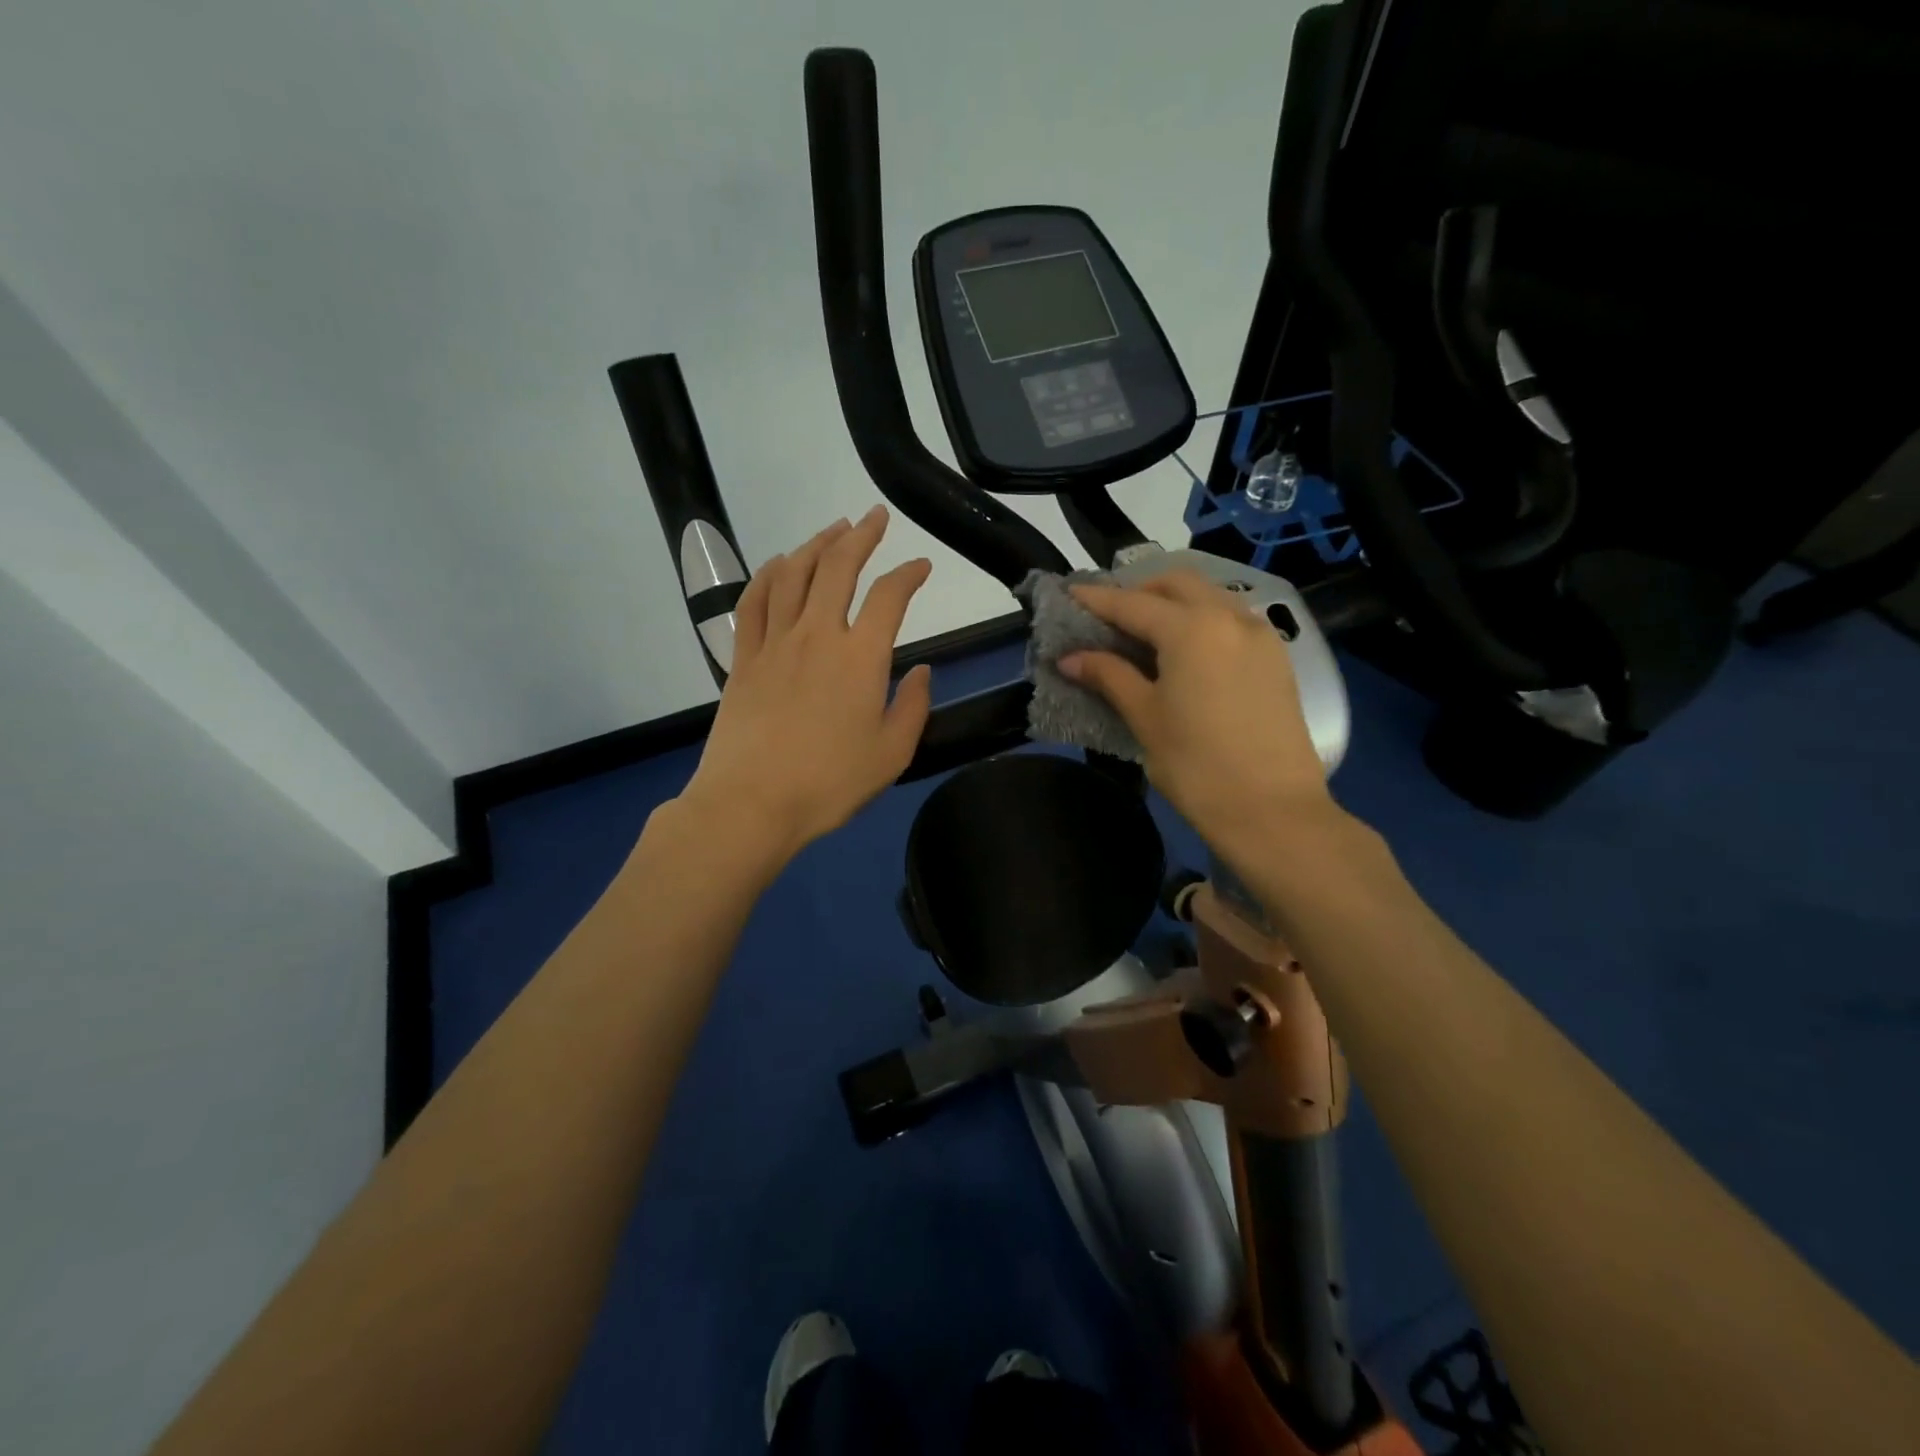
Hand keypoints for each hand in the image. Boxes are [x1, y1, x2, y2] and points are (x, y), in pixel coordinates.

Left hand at [678, 507, 933, 863]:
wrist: (752, 803)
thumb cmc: (829, 783)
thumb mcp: (892, 754)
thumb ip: (914, 707)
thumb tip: (923, 672)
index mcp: (861, 657)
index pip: (890, 597)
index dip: (910, 574)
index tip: (922, 566)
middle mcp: (818, 635)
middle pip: (838, 567)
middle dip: (861, 535)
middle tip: (875, 517)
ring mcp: (775, 643)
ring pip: (793, 574)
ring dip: (816, 544)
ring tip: (833, 529)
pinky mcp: (743, 658)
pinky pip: (753, 601)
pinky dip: (767, 574)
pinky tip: (778, 563)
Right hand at [1061, 572, 1341, 848]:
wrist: (1273, 811)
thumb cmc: (1197, 766)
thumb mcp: (1145, 717)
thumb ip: (1109, 676)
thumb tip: (1070, 658)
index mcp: (1192, 628)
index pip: (1132, 603)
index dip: (1095, 599)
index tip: (1067, 594)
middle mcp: (1229, 617)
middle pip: (1176, 584)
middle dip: (1139, 591)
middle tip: (1108, 617)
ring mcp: (1260, 635)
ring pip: (1209, 596)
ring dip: (1172, 603)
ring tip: (1142, 633)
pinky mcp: (1276, 658)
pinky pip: (1231, 620)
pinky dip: (1200, 620)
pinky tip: (1183, 652)